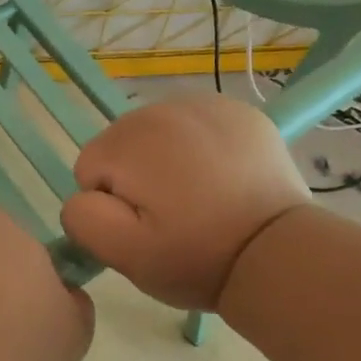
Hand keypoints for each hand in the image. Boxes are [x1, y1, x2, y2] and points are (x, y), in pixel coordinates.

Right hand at [60, 94, 311, 310]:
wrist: (278, 253)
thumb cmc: (196, 256)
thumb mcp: (125, 254)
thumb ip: (83, 219)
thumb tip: (83, 197)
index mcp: (128, 140)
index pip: (90, 169)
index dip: (111, 205)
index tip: (146, 228)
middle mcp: (162, 108)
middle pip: (123, 145)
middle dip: (137, 178)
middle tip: (173, 216)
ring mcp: (205, 104)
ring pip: (159, 134)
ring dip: (167, 161)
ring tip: (199, 199)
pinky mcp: (239, 112)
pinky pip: (198, 127)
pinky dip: (201, 149)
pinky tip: (222, 180)